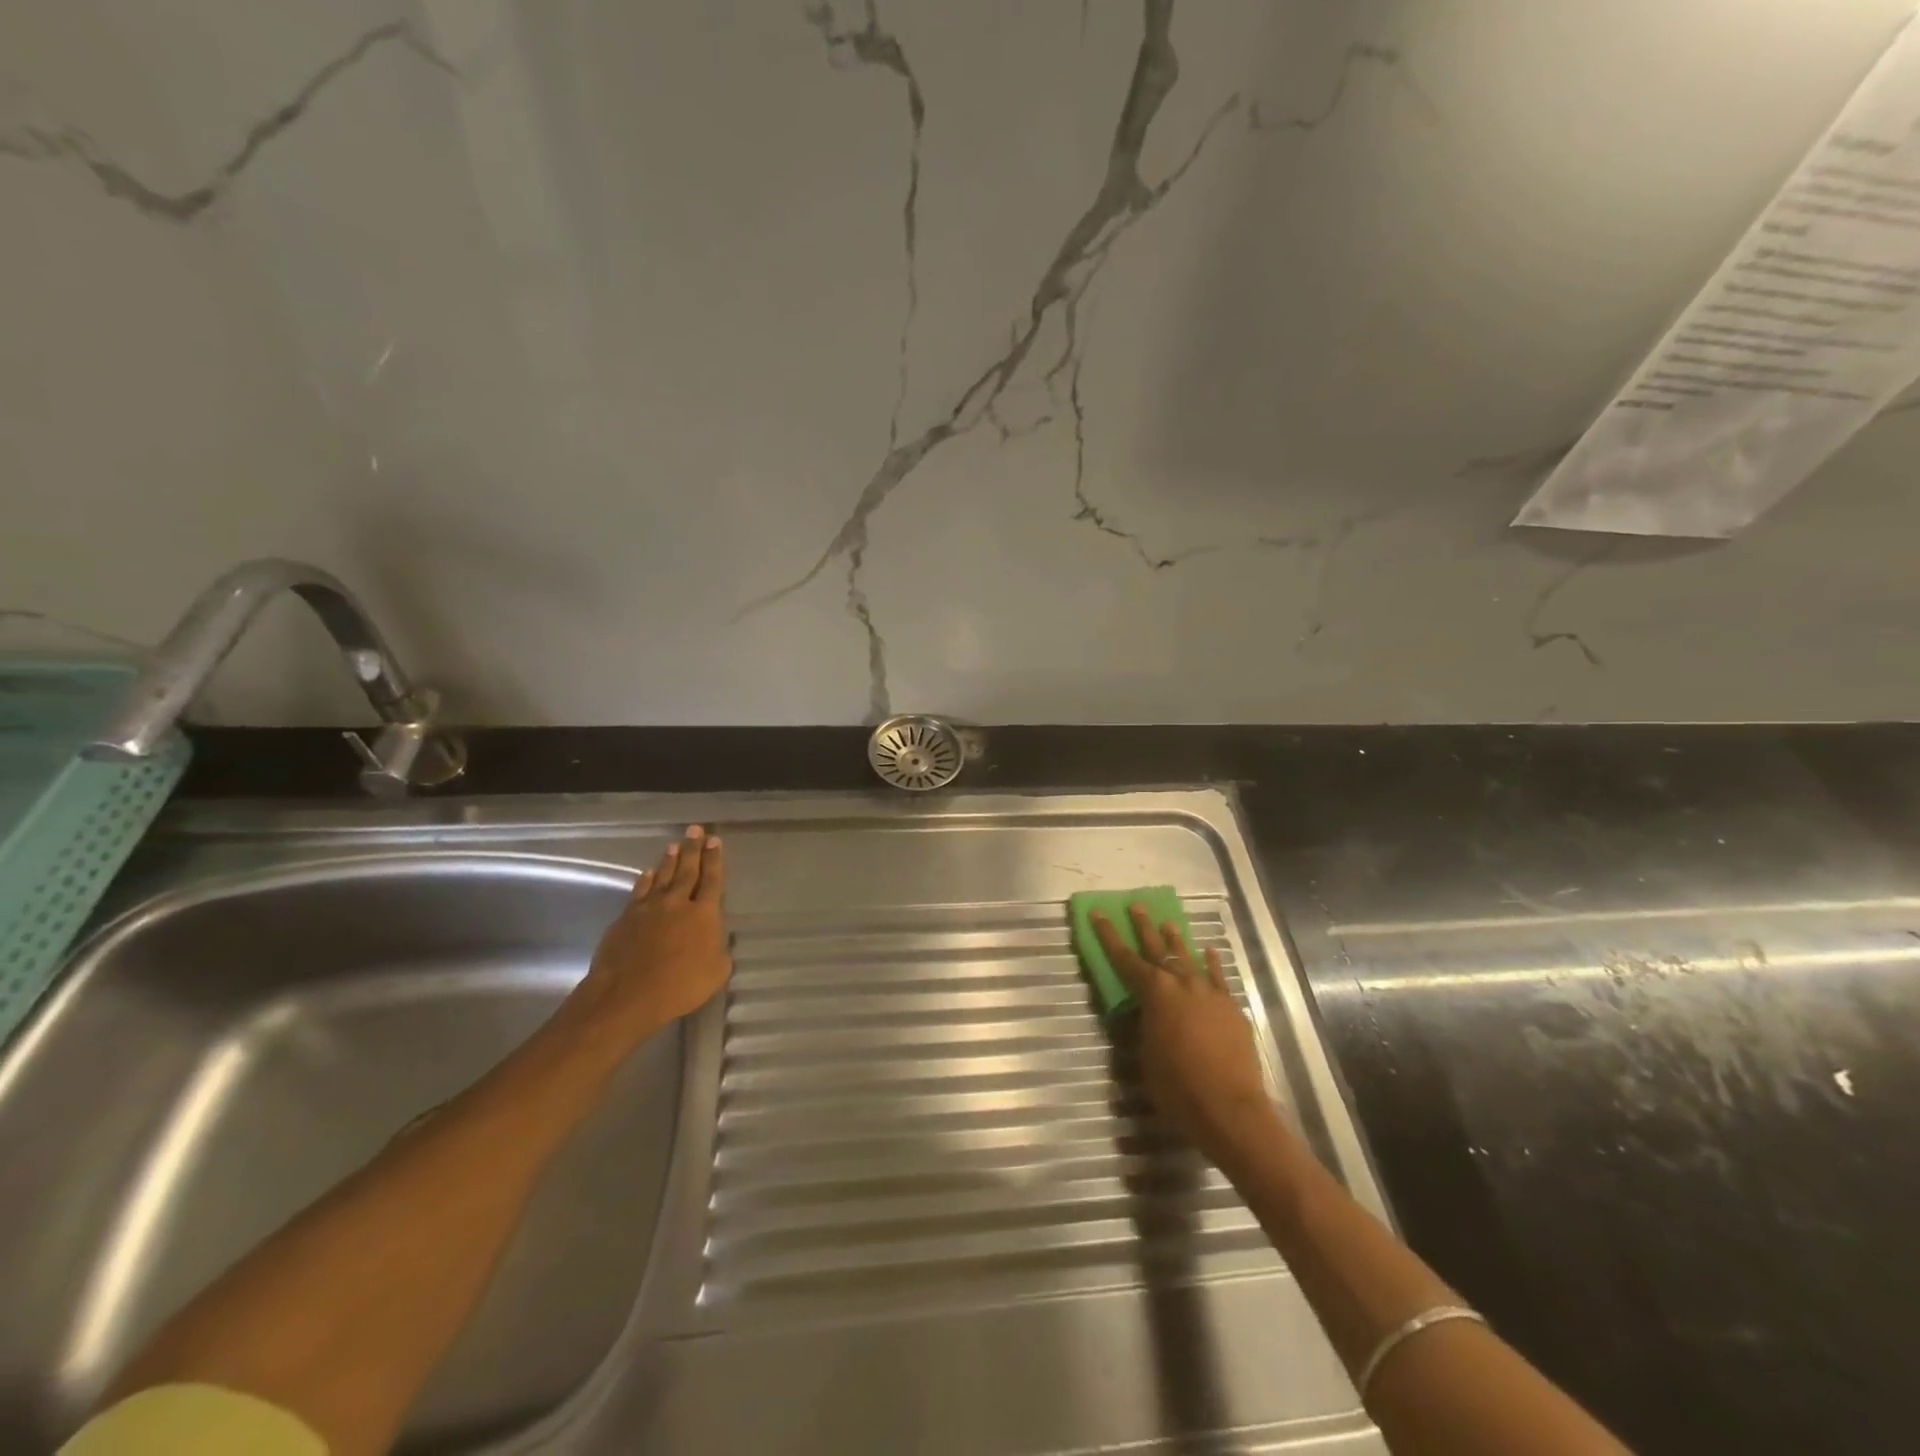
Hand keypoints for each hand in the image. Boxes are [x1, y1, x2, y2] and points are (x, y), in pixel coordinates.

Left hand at [564, 825, 731, 1051]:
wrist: (627, 995)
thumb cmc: (680, 986)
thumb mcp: (716, 972)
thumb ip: (719, 951)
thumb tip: (716, 941)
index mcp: (704, 914)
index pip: (712, 880)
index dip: (714, 859)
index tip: (714, 840)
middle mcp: (677, 903)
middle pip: (687, 870)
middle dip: (693, 849)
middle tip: (695, 829)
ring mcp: (649, 908)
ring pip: (662, 877)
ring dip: (669, 860)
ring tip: (674, 845)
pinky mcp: (625, 918)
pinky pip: (639, 892)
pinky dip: (645, 881)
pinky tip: (647, 873)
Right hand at [1093, 903, 1282, 1174]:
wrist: (1230, 1108)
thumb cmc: (1177, 1087)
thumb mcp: (1146, 1055)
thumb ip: (1145, 1026)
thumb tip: (1145, 1013)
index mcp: (1154, 993)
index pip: (1124, 958)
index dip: (1108, 935)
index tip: (1098, 912)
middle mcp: (1181, 983)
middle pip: (1159, 948)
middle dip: (1144, 926)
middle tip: (1136, 905)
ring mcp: (1209, 992)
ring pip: (1189, 957)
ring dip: (1176, 939)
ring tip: (1168, 922)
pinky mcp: (1231, 1006)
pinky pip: (1218, 976)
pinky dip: (1211, 962)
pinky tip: (1208, 951)